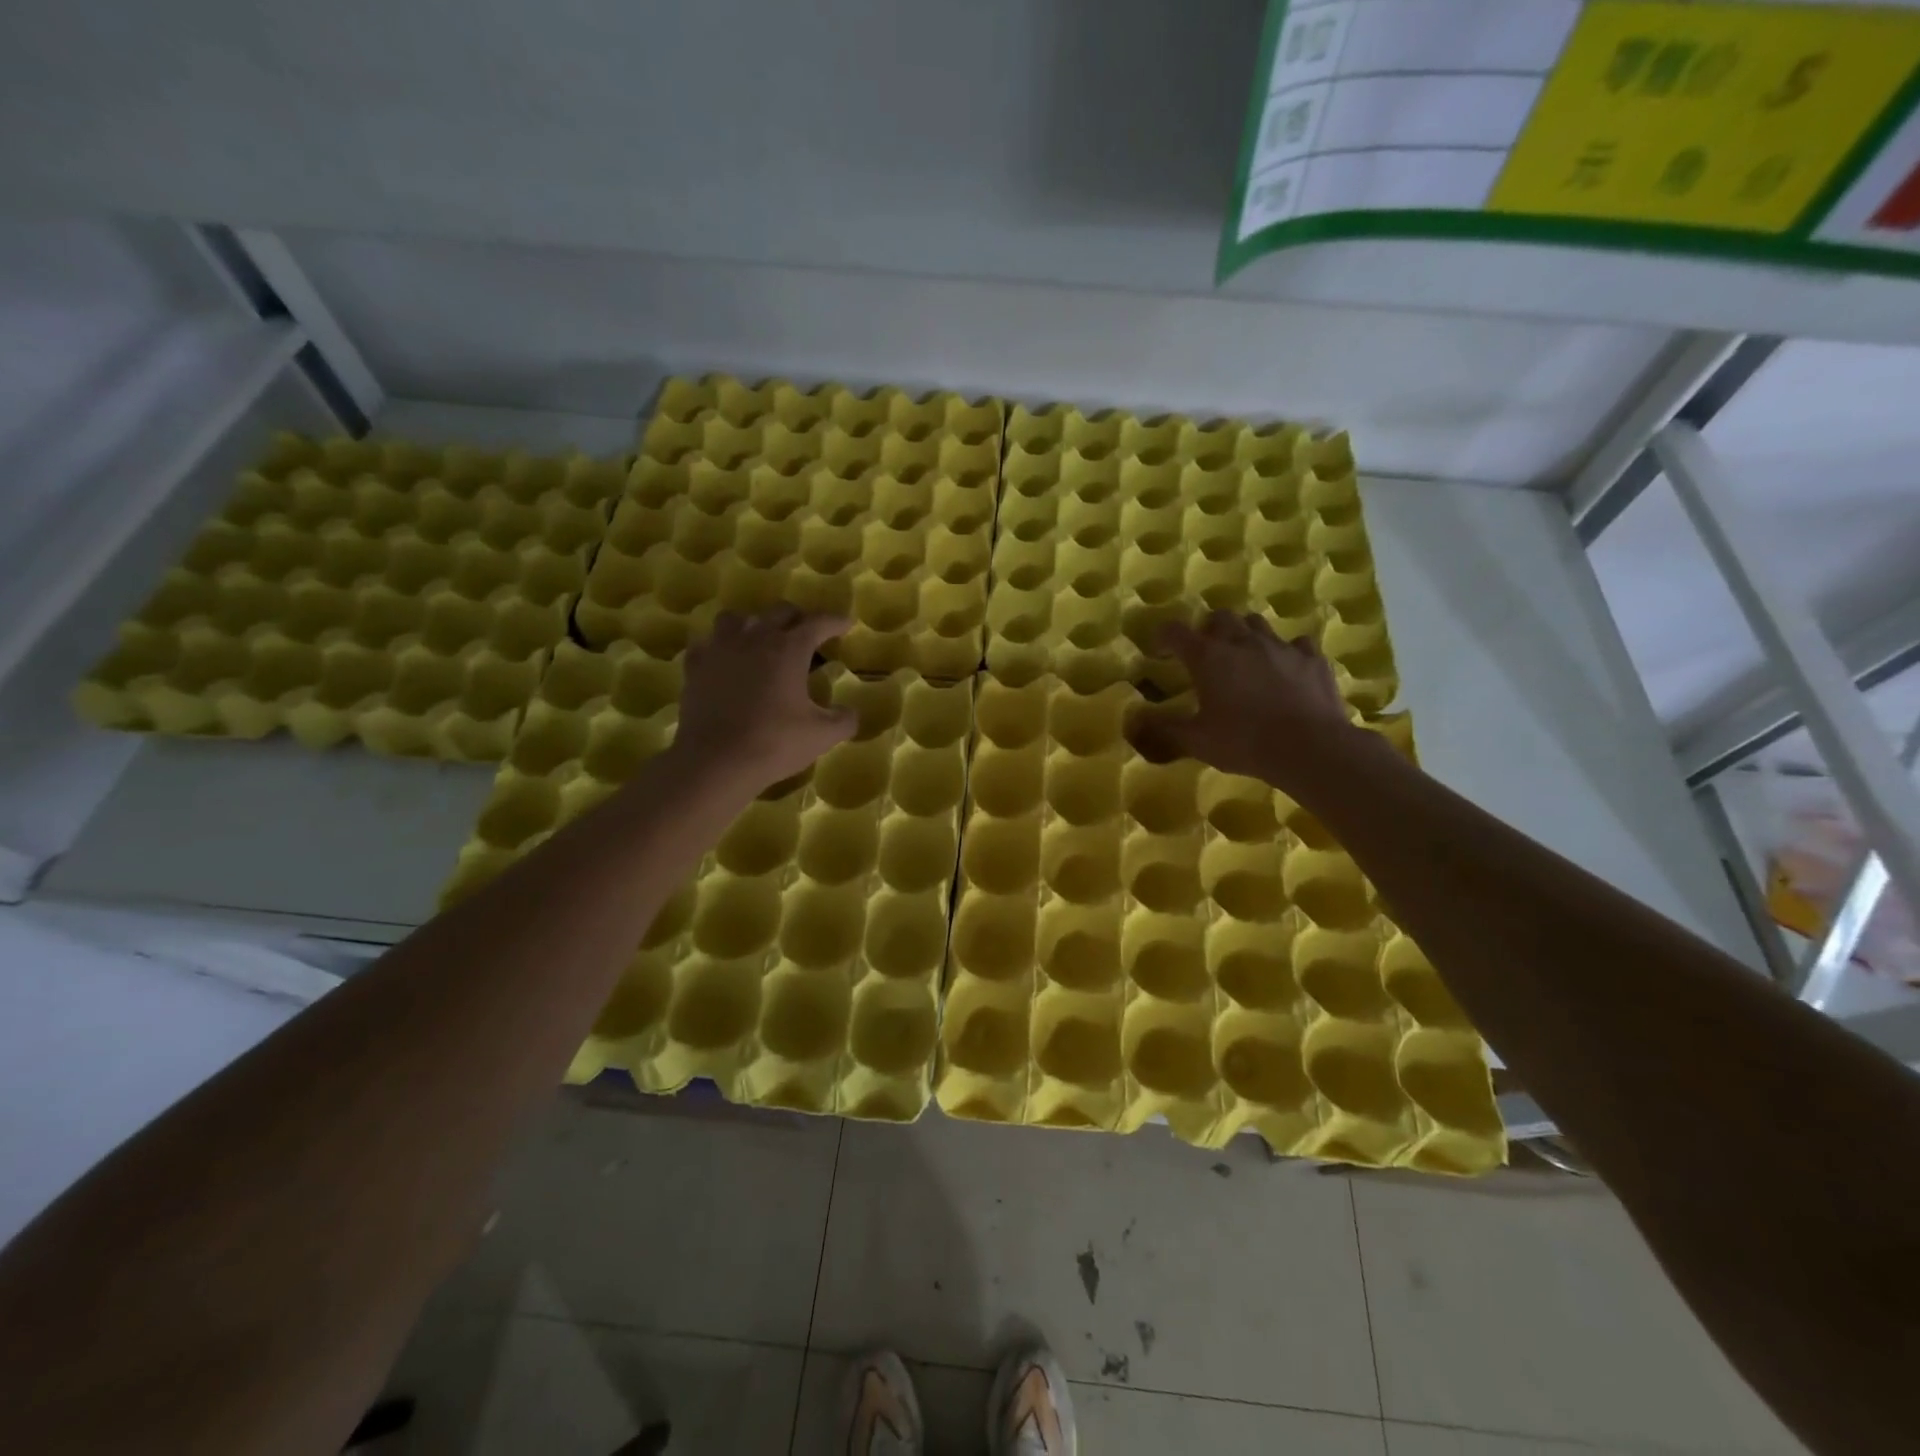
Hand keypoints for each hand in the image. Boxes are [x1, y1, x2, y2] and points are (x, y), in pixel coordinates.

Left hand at [675, 606, 856, 791]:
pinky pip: (707, 643)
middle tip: (808, 633)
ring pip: (737, 618)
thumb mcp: (822, 736)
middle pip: (779, 612)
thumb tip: (850, 712)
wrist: (716, 762)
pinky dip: (719, 647)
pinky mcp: (695, 667)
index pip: (818, 623)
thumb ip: (843, 720)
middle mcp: (755, 638)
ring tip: (761, 640)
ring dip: (754, 624)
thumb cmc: (774, 743)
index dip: (835, 621)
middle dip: (798, 618)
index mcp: (789, 649)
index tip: (846, 623)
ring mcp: (720, 649)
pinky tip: (724, 660)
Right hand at [1127, 611, 1358, 787]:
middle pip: (1220, 617)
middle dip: (1208, 629)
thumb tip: (1135, 720)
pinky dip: (1286, 652)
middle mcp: (1242, 642)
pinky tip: (1286, 668)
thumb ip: (1164, 727)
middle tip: (1205, 652)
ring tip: (1243, 656)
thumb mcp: (1196, 741)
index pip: (1176, 632)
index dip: (1164, 637)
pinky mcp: (1312, 659)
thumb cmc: (1244, 742)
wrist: (1309, 747)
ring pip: (1257, 624)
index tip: (1160, 651)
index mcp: (1208, 657)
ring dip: (1245, 634)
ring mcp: (1280, 647)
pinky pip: (1296, 644)